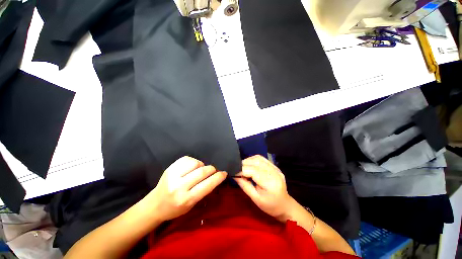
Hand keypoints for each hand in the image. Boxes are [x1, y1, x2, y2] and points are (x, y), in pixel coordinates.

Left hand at [149, 156, 226, 220]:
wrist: (155, 205)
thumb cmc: (175, 208)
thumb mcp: (192, 205)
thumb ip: (204, 190)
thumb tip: (215, 176)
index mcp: (186, 199)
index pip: (207, 185)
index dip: (218, 177)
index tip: (224, 173)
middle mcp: (179, 187)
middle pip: (202, 172)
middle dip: (212, 169)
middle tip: (213, 171)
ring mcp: (173, 175)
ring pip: (195, 163)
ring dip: (202, 165)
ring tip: (200, 169)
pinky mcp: (170, 168)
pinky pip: (187, 159)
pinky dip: (193, 161)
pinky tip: (192, 167)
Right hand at [234, 155, 293, 220]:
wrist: (284, 205)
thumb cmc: (270, 206)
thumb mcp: (255, 199)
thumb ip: (244, 185)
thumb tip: (234, 175)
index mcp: (270, 183)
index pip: (253, 171)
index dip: (241, 170)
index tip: (233, 172)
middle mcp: (274, 172)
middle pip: (255, 162)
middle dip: (244, 164)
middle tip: (236, 169)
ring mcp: (275, 168)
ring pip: (258, 158)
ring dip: (248, 160)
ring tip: (242, 166)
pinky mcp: (275, 166)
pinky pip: (262, 159)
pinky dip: (253, 159)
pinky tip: (249, 164)